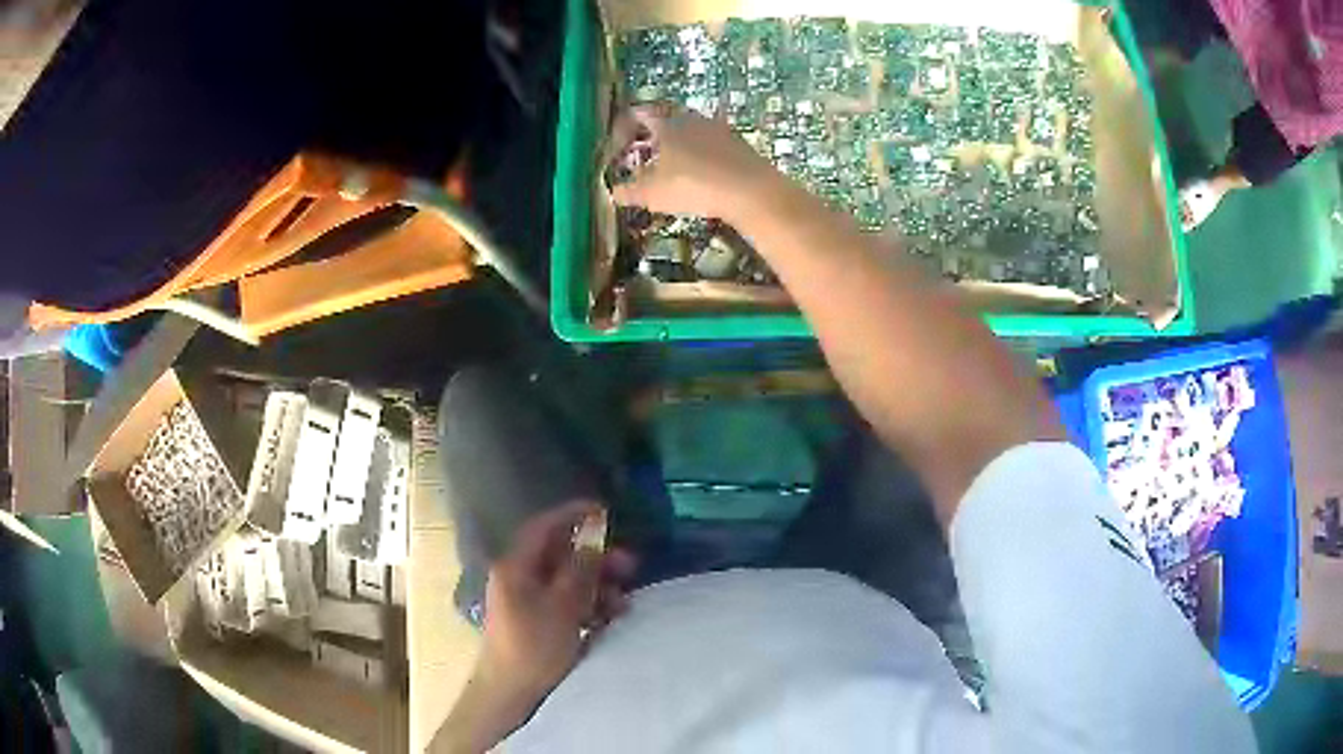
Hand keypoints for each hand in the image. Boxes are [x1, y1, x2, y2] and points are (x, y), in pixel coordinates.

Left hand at [477, 501, 635, 703]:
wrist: (513, 694)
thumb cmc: (534, 647)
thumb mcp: (562, 606)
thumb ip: (579, 570)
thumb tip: (594, 541)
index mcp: (515, 568)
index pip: (543, 528)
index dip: (572, 515)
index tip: (604, 510)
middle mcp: (520, 579)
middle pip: (561, 557)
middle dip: (596, 559)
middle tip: (629, 565)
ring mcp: (529, 603)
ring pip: (569, 582)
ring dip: (598, 586)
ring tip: (624, 601)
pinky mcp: (540, 624)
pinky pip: (568, 604)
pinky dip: (590, 606)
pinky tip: (612, 616)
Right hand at [610, 104, 777, 221]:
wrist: (750, 190)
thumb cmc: (692, 186)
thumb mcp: (653, 193)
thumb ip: (629, 191)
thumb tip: (613, 192)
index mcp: (667, 124)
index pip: (640, 113)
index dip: (626, 126)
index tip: (619, 144)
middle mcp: (692, 119)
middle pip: (667, 118)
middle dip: (654, 135)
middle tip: (645, 154)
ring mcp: (719, 128)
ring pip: (691, 129)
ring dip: (679, 143)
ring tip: (673, 166)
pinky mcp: (739, 143)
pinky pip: (712, 142)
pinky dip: (702, 154)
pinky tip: (702, 174)